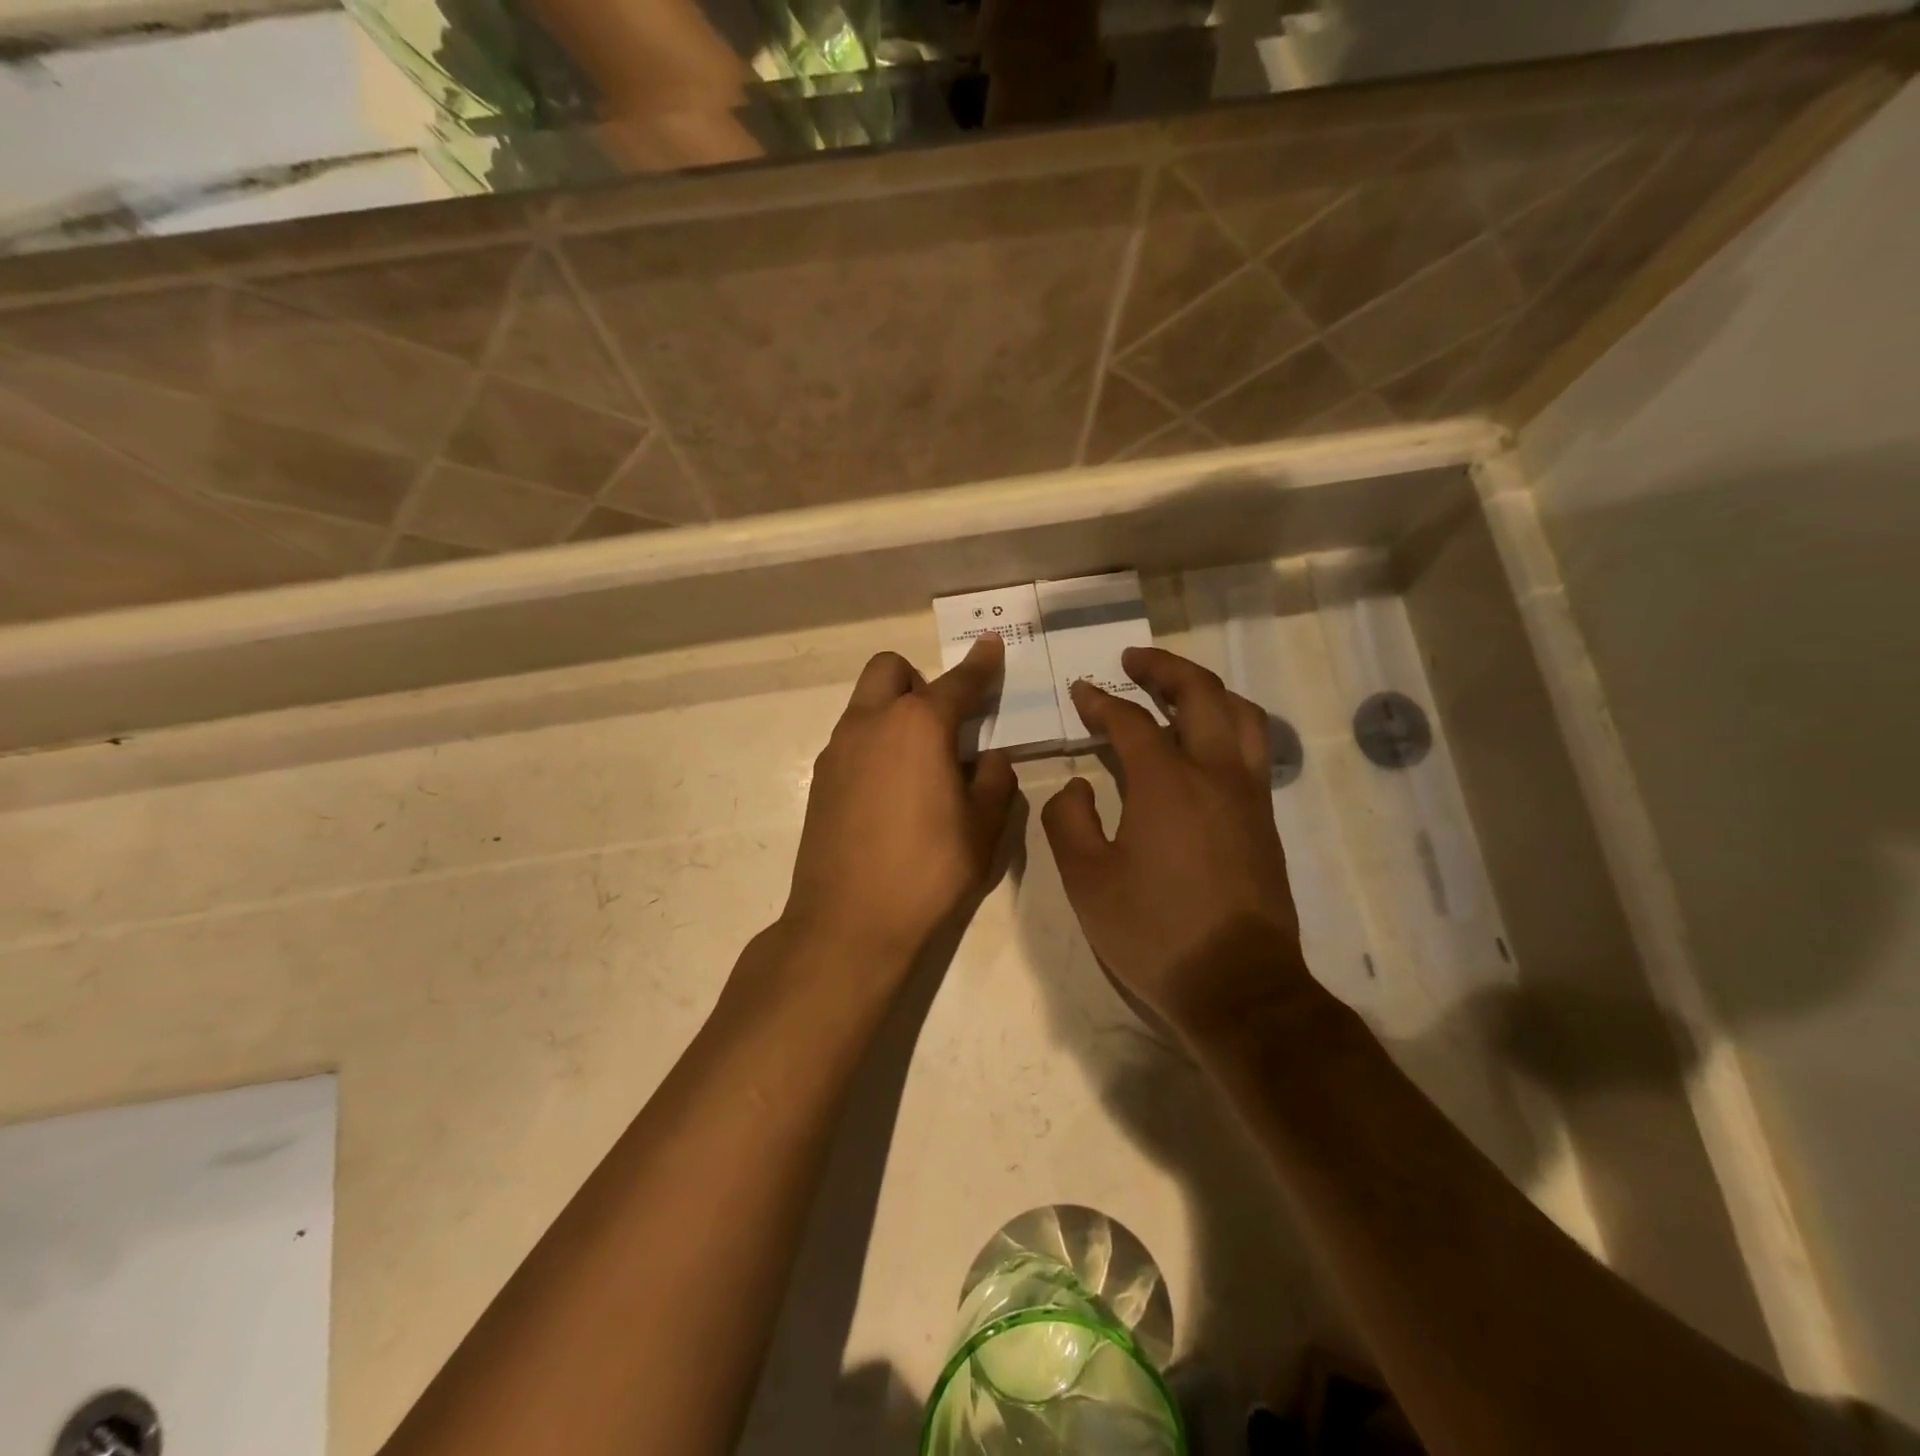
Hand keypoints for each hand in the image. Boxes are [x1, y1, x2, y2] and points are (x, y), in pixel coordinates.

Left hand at [782, 636, 1017, 974]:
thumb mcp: (982, 829)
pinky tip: (891, 794)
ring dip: (894, 712)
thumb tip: (990, 758)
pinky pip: (852, 739)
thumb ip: (994, 782)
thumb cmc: (927, 872)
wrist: (848, 922)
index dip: (980, 664)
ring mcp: (838, 750)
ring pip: (865, 704)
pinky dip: (875, 744)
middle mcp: (871, 724)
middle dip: (919, 680)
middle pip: (890, 670)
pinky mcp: (820, 780)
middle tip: (943, 722)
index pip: (957, 683)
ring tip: (920, 765)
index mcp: (918, 726)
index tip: (991, 646)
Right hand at [1041, 647, 1310, 1040]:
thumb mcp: (1086, 881)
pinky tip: (1204, 742)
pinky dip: (1227, 724)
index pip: (1131, 721)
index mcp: (1166, 783)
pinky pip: (1252, 749)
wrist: (1238, 987)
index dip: (1101, 702)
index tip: (1080, 692)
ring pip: (1240, 715)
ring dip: (1205, 690)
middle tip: (1133, 661)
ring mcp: (1248, 796)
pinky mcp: (1265, 821)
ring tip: (1175, 690)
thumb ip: (1069, 821)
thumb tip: (1078, 786)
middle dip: (1164, 669)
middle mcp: (1215, 774)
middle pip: (1200, 695)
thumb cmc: (1154, 932)